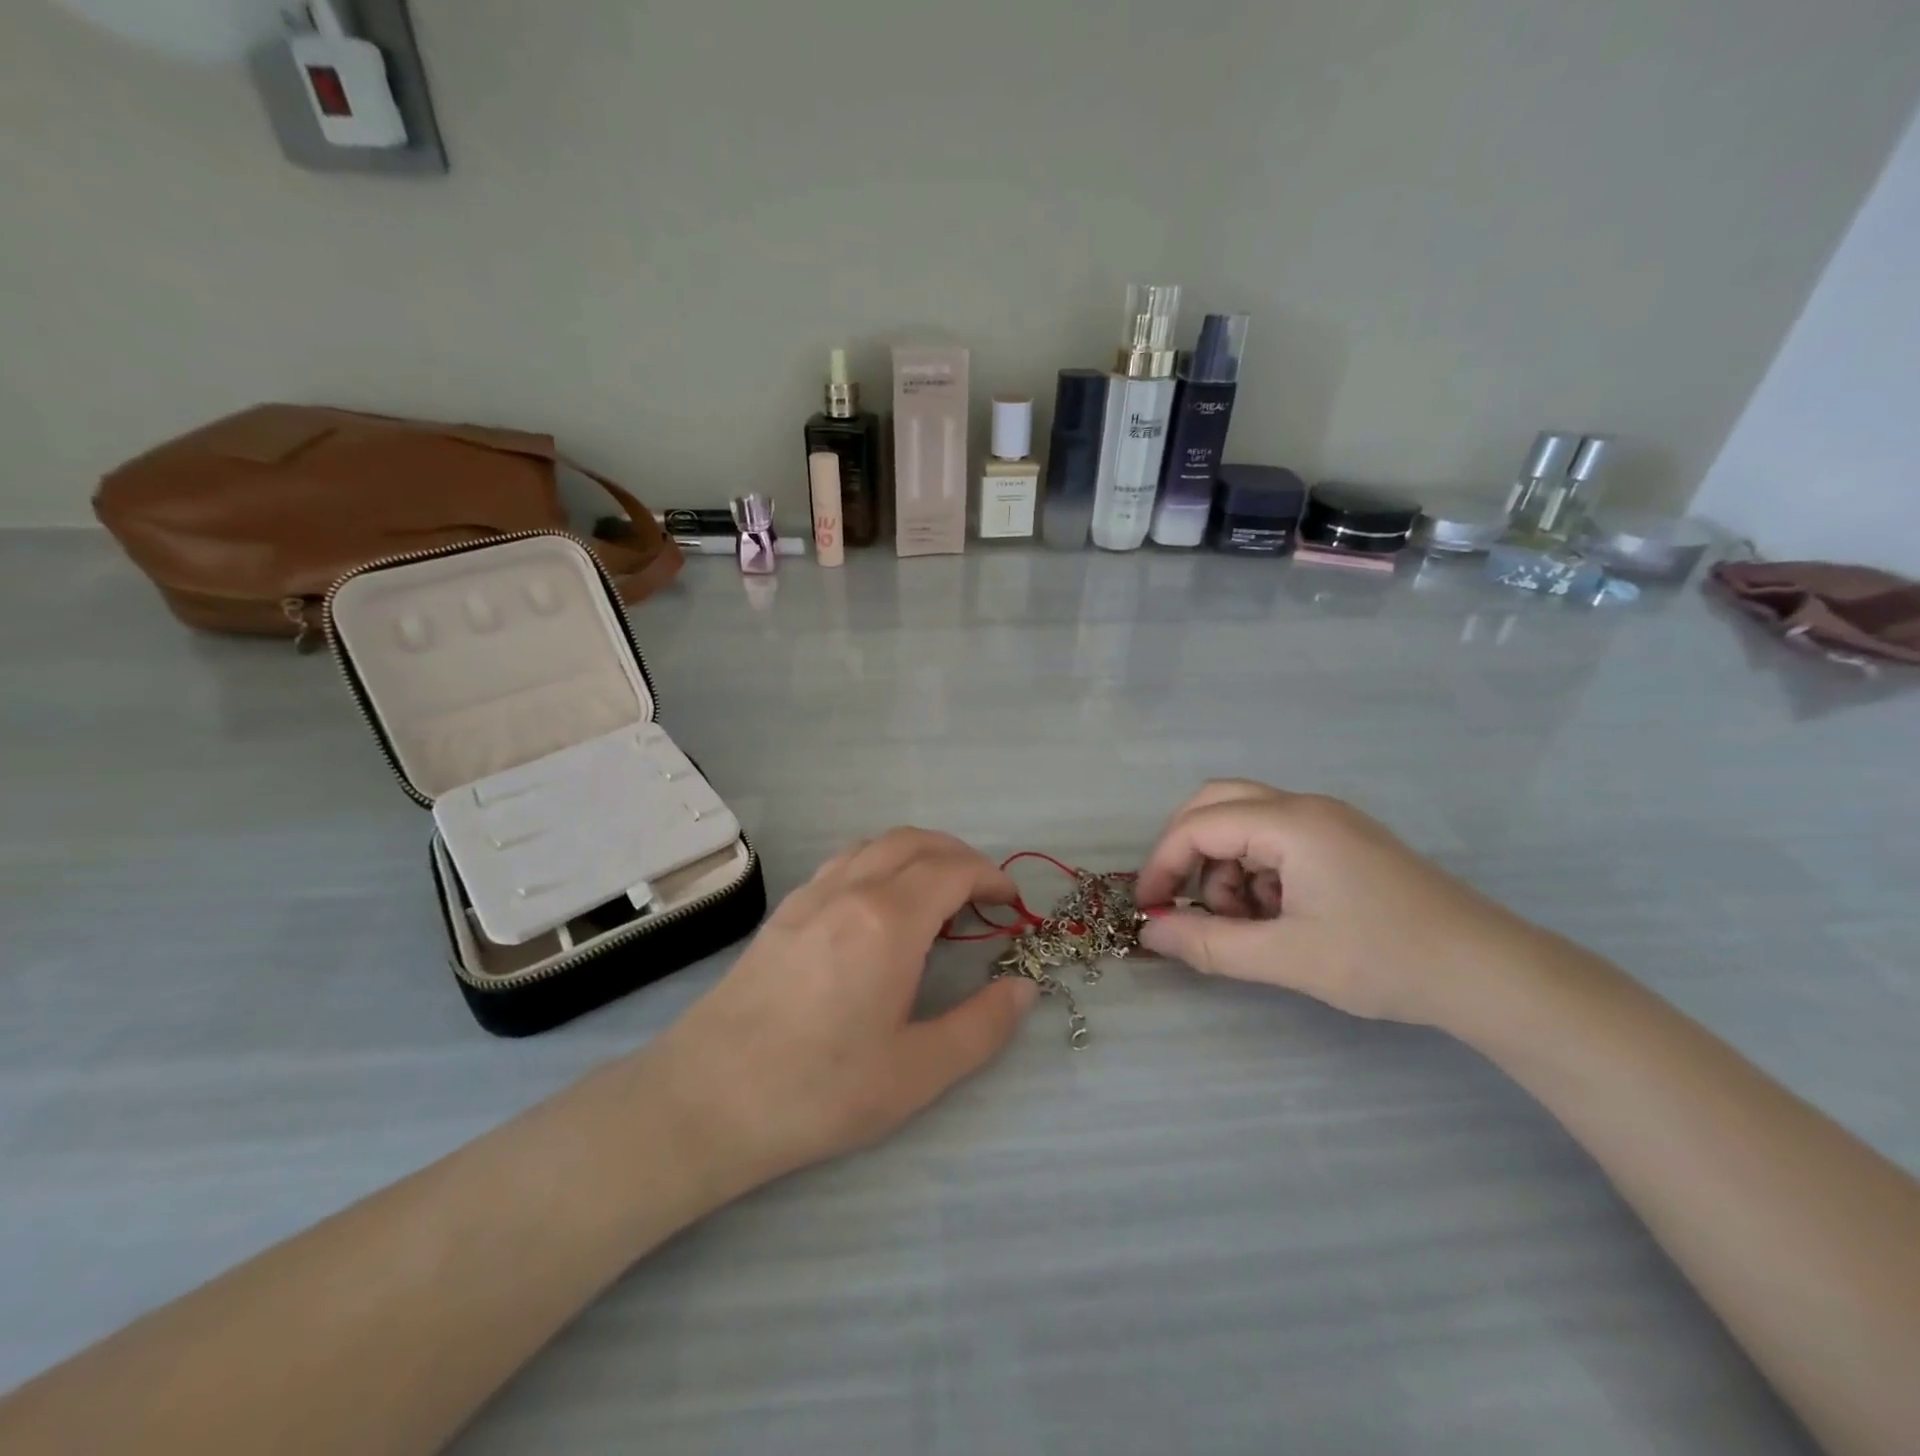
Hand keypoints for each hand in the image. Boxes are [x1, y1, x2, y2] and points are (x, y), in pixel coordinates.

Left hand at [651, 829, 1038, 1192]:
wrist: (706, 1098)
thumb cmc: (819, 1089)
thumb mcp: (917, 1073)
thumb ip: (982, 1027)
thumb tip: (1024, 988)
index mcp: (889, 921)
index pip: (953, 871)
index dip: (990, 878)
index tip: (1011, 903)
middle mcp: (851, 890)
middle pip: (916, 842)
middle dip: (960, 856)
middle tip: (983, 893)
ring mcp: (811, 895)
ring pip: (876, 844)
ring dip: (918, 852)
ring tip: (937, 892)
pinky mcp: (784, 911)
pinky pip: (844, 860)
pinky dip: (879, 861)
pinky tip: (878, 904)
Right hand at [1134, 780, 1545, 1028]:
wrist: (1489, 973)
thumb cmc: (1384, 960)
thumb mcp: (1286, 957)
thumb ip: (1208, 944)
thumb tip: (1148, 932)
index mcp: (1290, 823)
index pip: (1198, 826)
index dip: (1163, 864)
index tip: (1148, 908)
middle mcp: (1305, 807)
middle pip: (1216, 804)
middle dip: (1188, 852)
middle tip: (1184, 901)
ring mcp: (1329, 821)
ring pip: (1245, 822)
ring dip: (1226, 866)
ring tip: (1245, 923)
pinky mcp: (1344, 841)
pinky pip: (1277, 839)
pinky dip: (1257, 871)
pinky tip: (1277, 916)